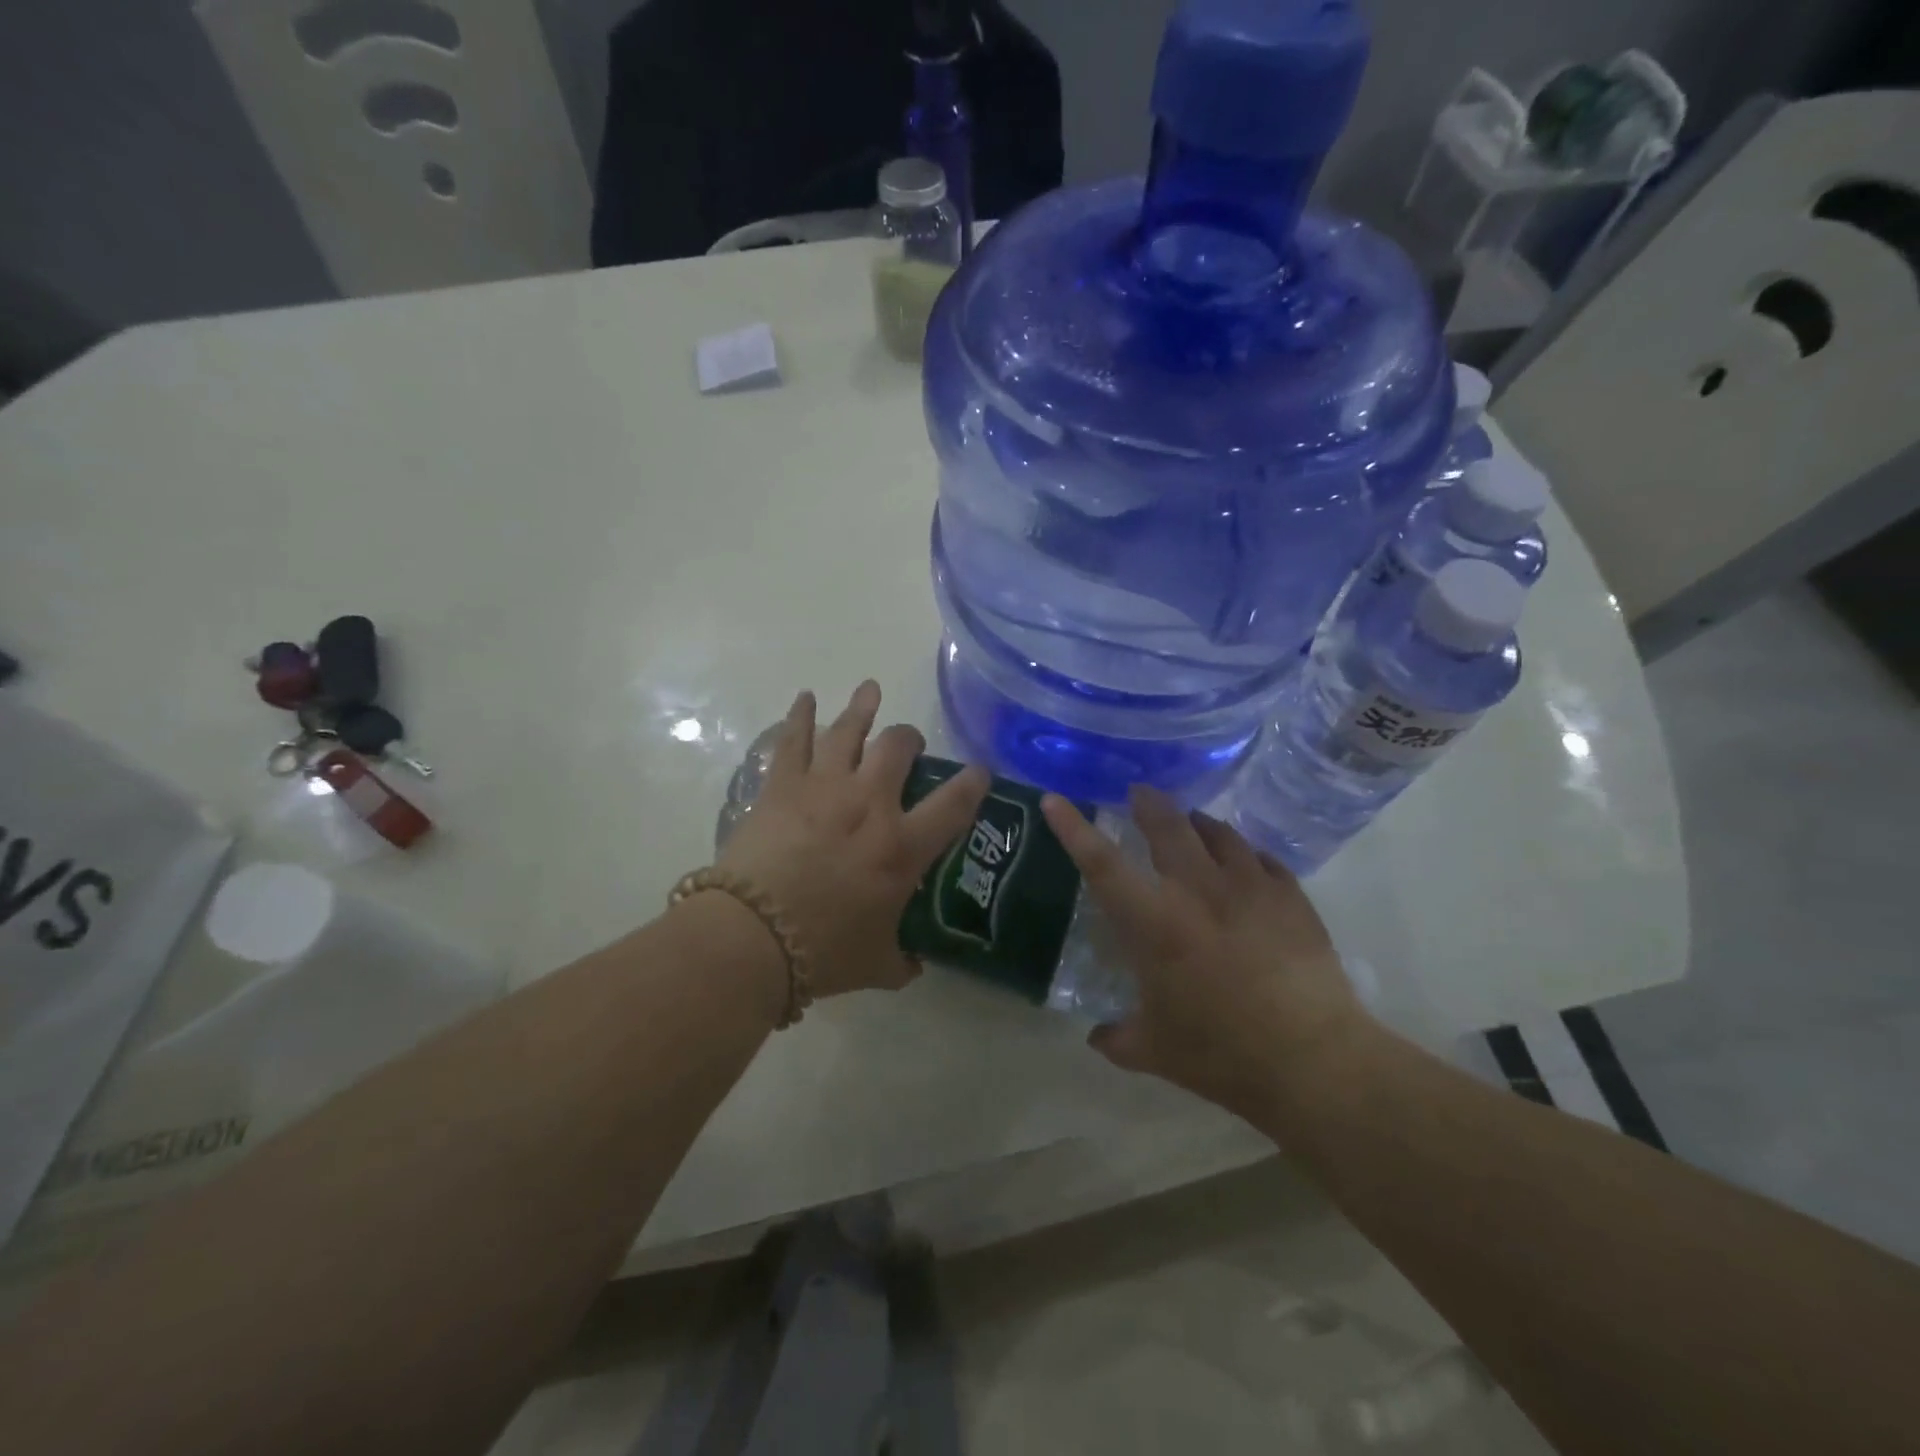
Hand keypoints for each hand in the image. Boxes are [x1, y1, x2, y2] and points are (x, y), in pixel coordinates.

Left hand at [718, 682, 989, 998]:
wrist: (752, 938)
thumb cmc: (823, 952)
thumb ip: (902, 960)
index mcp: (902, 846)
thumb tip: (913, 963)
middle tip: (908, 744)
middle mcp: (870, 804)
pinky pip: (793, 739)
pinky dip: (800, 715)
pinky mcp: (782, 785)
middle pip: (898, 747)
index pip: (954, 803)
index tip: (979, 771)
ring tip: (870, 689)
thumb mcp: (877, 965)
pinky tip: (805, 697)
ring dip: (863, 707)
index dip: (973, 782)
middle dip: (910, 739)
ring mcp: (824, 787)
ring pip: (849, 730)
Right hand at [1040, 786, 1370, 1118]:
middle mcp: (1198, 890)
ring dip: (1197, 822)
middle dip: (1148, 803)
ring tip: (1191, 822)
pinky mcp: (1291, 897)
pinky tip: (1245, 862)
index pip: (1101, 862)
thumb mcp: (1155, 1052)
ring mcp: (1249, 887)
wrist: (1315, 1061)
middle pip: (1167, 826)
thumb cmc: (1222, 1054)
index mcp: (1154, 922)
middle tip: (1138, 793)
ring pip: (1218, 832)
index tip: (1055, 797)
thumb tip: (1097, 1037)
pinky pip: (1262, 858)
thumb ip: (1118, 1038)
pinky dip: (1245, 853)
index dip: (1073, 827)